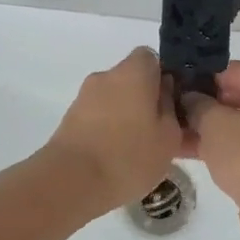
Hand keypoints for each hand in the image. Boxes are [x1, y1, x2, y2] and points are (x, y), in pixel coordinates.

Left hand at [43, 47, 187, 217]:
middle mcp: (106, 76)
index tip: (170, 102)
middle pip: (130, 79)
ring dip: (124, 116)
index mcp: (133, 72)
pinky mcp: (68, 120)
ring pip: (113, 99)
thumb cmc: (129, 156)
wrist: (71, 182)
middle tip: (156, 130)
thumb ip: (171, 108)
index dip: (162, 76)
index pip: (150, 57)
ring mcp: (84, 97)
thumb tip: (164, 92)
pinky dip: (106, 131)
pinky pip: (96, 117)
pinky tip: (114, 159)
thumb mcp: (169, 137)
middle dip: (143, 99)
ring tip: (135, 150)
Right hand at [184, 62, 239, 239]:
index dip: (201, 78)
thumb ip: (198, 105)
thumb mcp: (215, 124)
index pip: (233, 71)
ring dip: (211, 130)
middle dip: (204, 107)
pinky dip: (225, 148)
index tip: (175, 86)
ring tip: (174, 133)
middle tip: (172, 111)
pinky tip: (190, 152)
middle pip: (239, 97)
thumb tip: (190, 98)